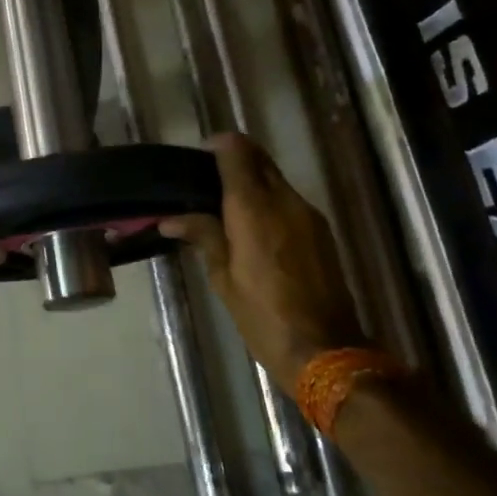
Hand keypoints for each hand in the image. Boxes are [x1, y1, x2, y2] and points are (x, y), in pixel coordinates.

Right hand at [162, 133, 365, 393]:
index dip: (218, 146)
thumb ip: (203, 236)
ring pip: (276, 179)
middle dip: (236, 160)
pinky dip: (270, 201)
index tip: (199, 158)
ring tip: (227, 208)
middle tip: (208, 182)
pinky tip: (254, 229)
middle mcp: (284, 200)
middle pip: (260, 159)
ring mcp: (308, 214)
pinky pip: (289, 201)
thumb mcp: (224, 278)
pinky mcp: (321, 231)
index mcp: (254, 207)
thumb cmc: (263, 316)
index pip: (237, 152)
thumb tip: (171, 218)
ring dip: (254, 182)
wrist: (325, 349)